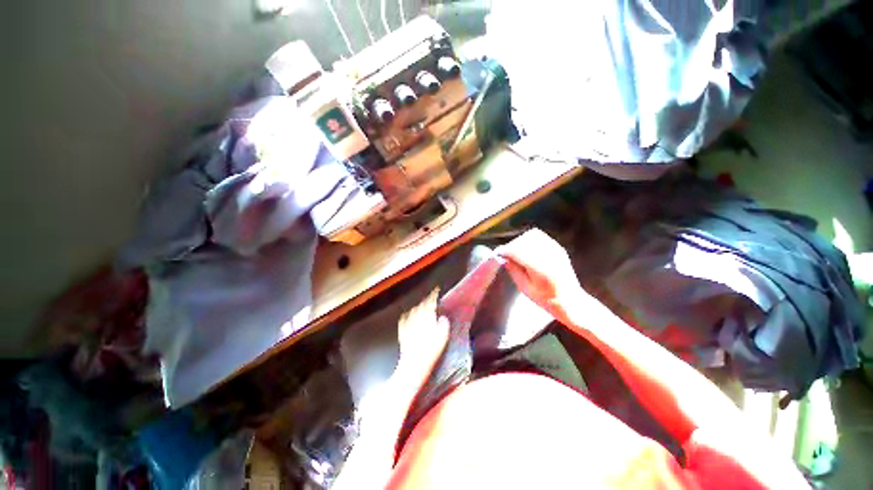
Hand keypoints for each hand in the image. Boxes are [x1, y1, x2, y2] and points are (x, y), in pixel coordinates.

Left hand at [397, 289, 449, 372]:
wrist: (413, 365)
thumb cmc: (430, 351)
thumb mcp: (442, 337)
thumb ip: (443, 324)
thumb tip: (443, 318)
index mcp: (426, 316)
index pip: (430, 301)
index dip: (433, 295)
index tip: (436, 290)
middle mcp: (416, 317)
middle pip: (421, 304)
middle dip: (426, 301)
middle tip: (431, 300)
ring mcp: (408, 324)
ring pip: (413, 310)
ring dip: (418, 308)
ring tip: (422, 308)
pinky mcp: (402, 332)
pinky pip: (405, 319)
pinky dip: (408, 316)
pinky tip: (409, 317)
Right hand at [496, 228, 584, 320]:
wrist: (570, 300)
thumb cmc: (545, 298)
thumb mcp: (525, 288)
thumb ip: (514, 271)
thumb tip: (504, 258)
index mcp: (539, 268)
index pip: (517, 251)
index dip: (505, 251)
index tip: (498, 253)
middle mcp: (548, 255)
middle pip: (523, 241)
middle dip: (512, 246)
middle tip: (506, 254)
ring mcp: (555, 250)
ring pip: (531, 236)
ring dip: (521, 242)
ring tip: (517, 251)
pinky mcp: (558, 248)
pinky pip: (541, 237)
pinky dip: (531, 240)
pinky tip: (528, 249)